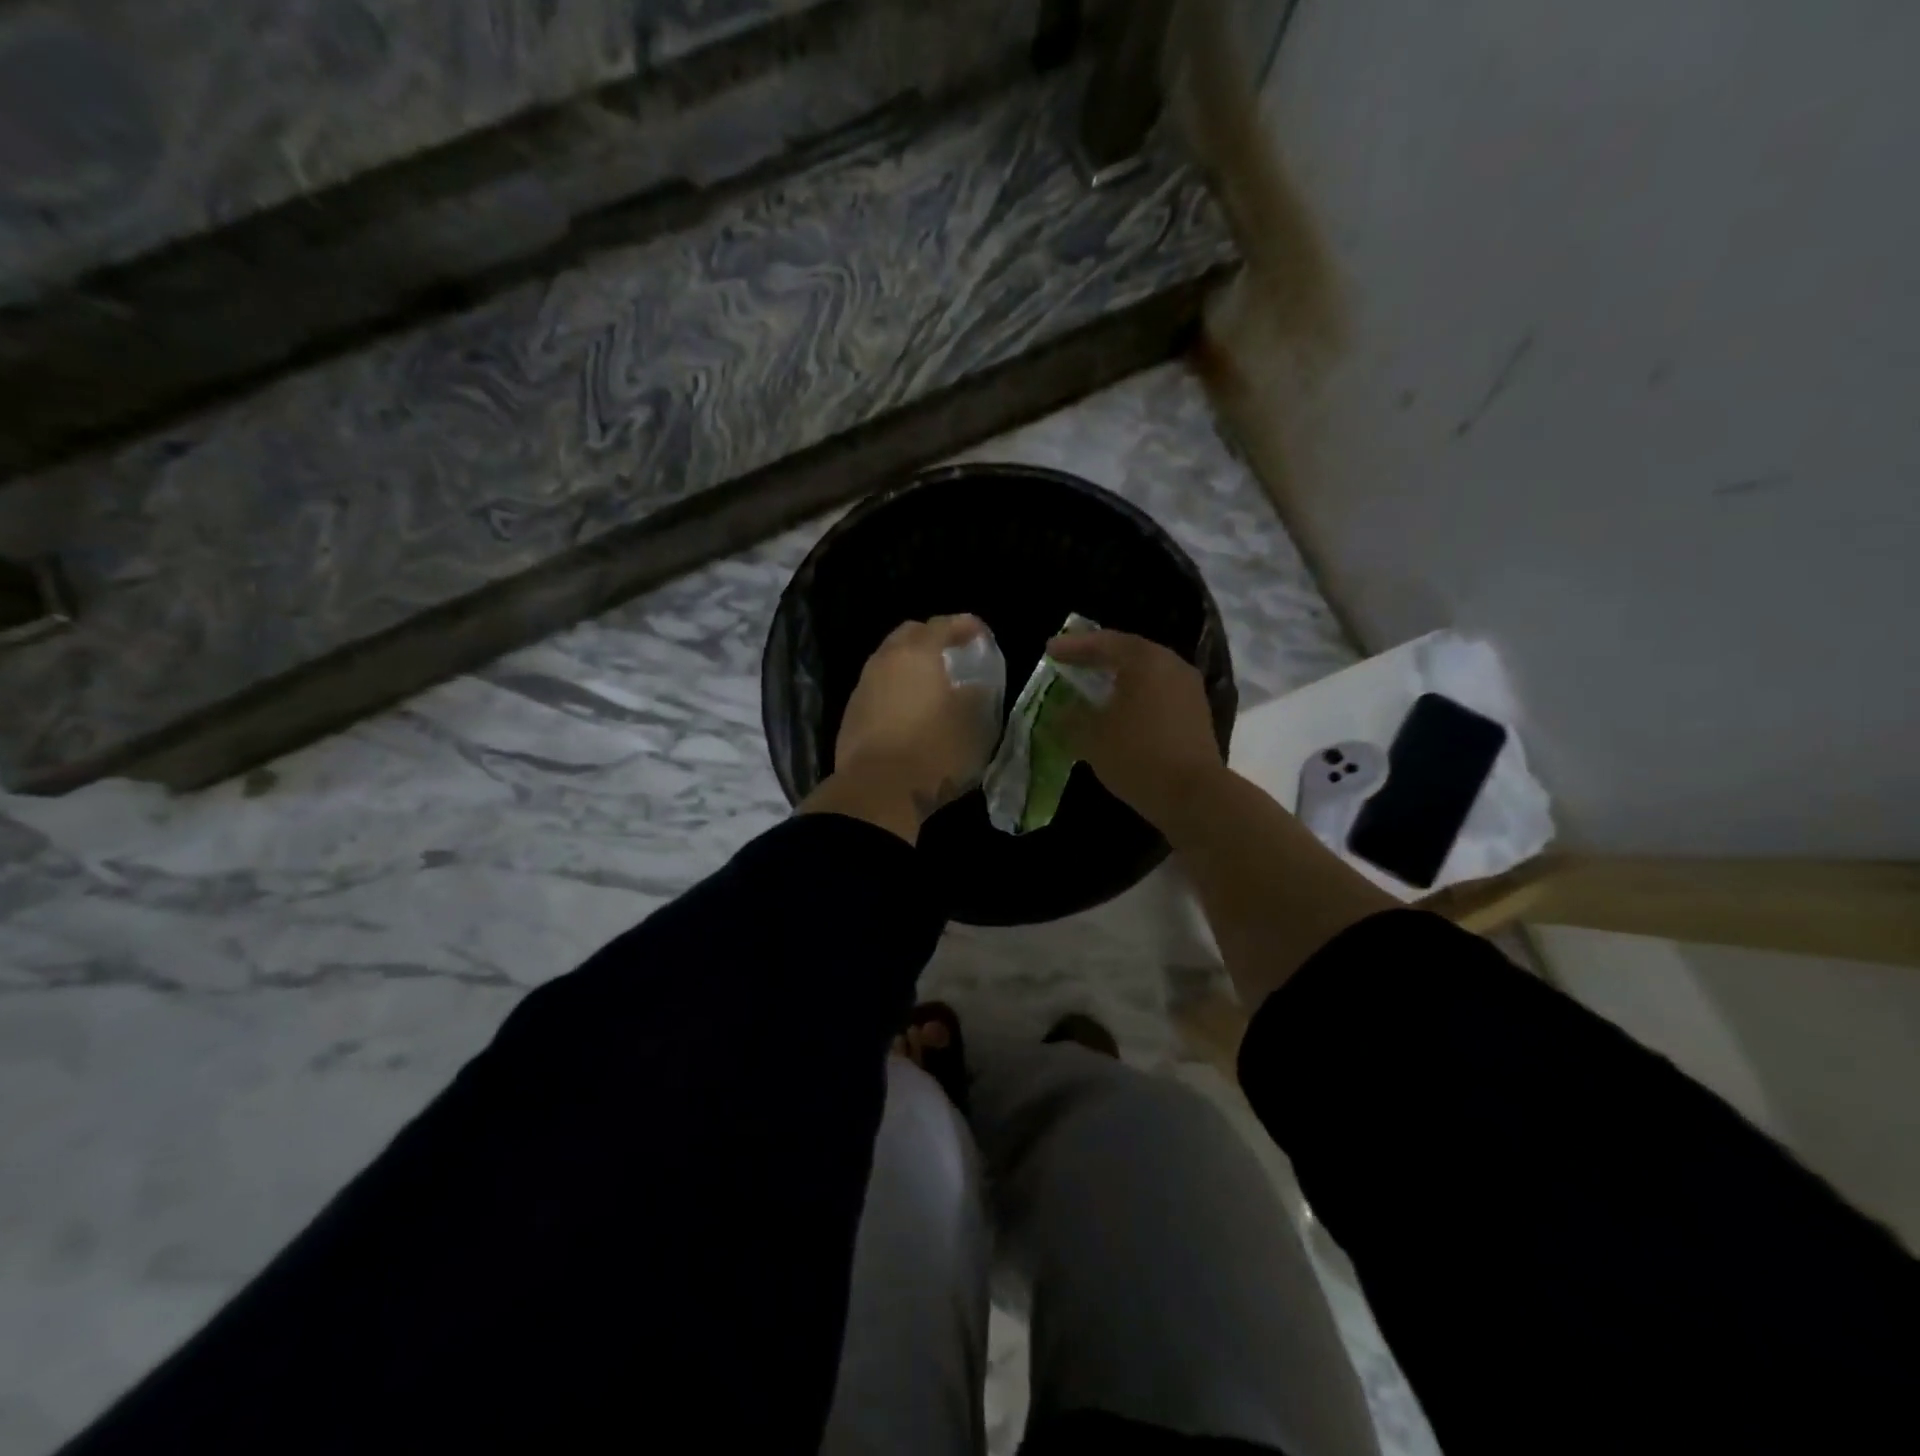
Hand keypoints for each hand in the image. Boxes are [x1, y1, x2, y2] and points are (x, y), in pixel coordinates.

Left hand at [802, 615, 997, 841]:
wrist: (877, 790)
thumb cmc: (934, 751)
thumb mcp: (974, 724)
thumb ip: (977, 695)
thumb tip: (972, 686)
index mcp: (918, 653)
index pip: (944, 624)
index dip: (966, 625)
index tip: (981, 635)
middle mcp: (886, 660)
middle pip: (909, 634)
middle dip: (932, 638)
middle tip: (954, 655)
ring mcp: (863, 686)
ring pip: (889, 660)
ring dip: (911, 665)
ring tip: (932, 684)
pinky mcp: (851, 713)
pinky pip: (878, 687)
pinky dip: (896, 688)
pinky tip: (908, 709)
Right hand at [1047, 628, 1223, 827]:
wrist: (1192, 795)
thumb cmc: (1136, 755)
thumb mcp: (1091, 736)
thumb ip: (1071, 717)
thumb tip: (1061, 710)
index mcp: (1145, 660)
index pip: (1104, 643)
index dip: (1074, 646)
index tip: (1050, 649)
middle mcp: (1171, 665)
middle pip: (1129, 652)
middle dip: (1098, 656)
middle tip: (1072, 659)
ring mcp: (1188, 689)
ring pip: (1146, 672)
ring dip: (1118, 676)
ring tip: (1093, 683)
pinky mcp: (1195, 713)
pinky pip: (1158, 692)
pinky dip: (1135, 693)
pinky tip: (1119, 708)